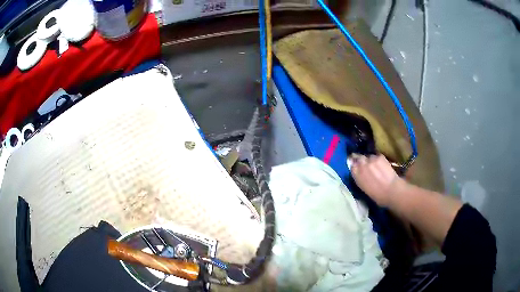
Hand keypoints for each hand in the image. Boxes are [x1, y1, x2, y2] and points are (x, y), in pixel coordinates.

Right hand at [349, 154, 405, 206]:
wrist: (391, 190)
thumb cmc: (377, 195)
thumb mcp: (363, 187)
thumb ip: (359, 177)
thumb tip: (358, 172)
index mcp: (356, 174)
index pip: (351, 164)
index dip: (354, 164)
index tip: (356, 166)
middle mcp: (361, 164)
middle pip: (358, 157)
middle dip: (361, 160)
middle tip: (365, 165)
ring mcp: (371, 159)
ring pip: (368, 156)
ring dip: (370, 160)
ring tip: (375, 166)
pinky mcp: (380, 156)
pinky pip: (377, 156)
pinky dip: (378, 159)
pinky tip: (382, 165)